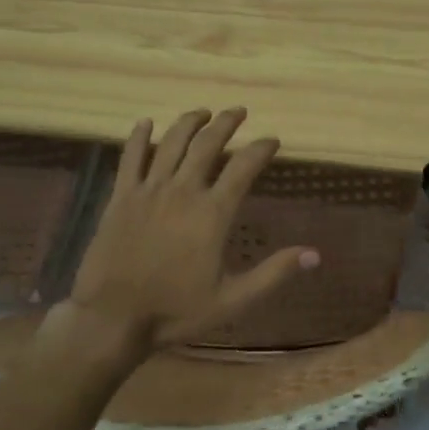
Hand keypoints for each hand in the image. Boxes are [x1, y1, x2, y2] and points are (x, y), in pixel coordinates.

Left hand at [60, 108, 318, 355]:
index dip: (261, 149)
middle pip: (207, 145)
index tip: (272, 140)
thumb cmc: (175, 311)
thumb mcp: (233, 300)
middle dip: (226, 124)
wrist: (112, 317)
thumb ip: (274, 273)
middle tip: (238, 112)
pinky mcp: (120, 198)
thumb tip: (315, 254)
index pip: (243, 168)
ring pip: (171, 144)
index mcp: (212, 214)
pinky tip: (146, 123)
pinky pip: (130, 158)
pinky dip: (140, 137)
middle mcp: (182, 192)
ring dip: (190, 123)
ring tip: (203, 112)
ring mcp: (148, 191)